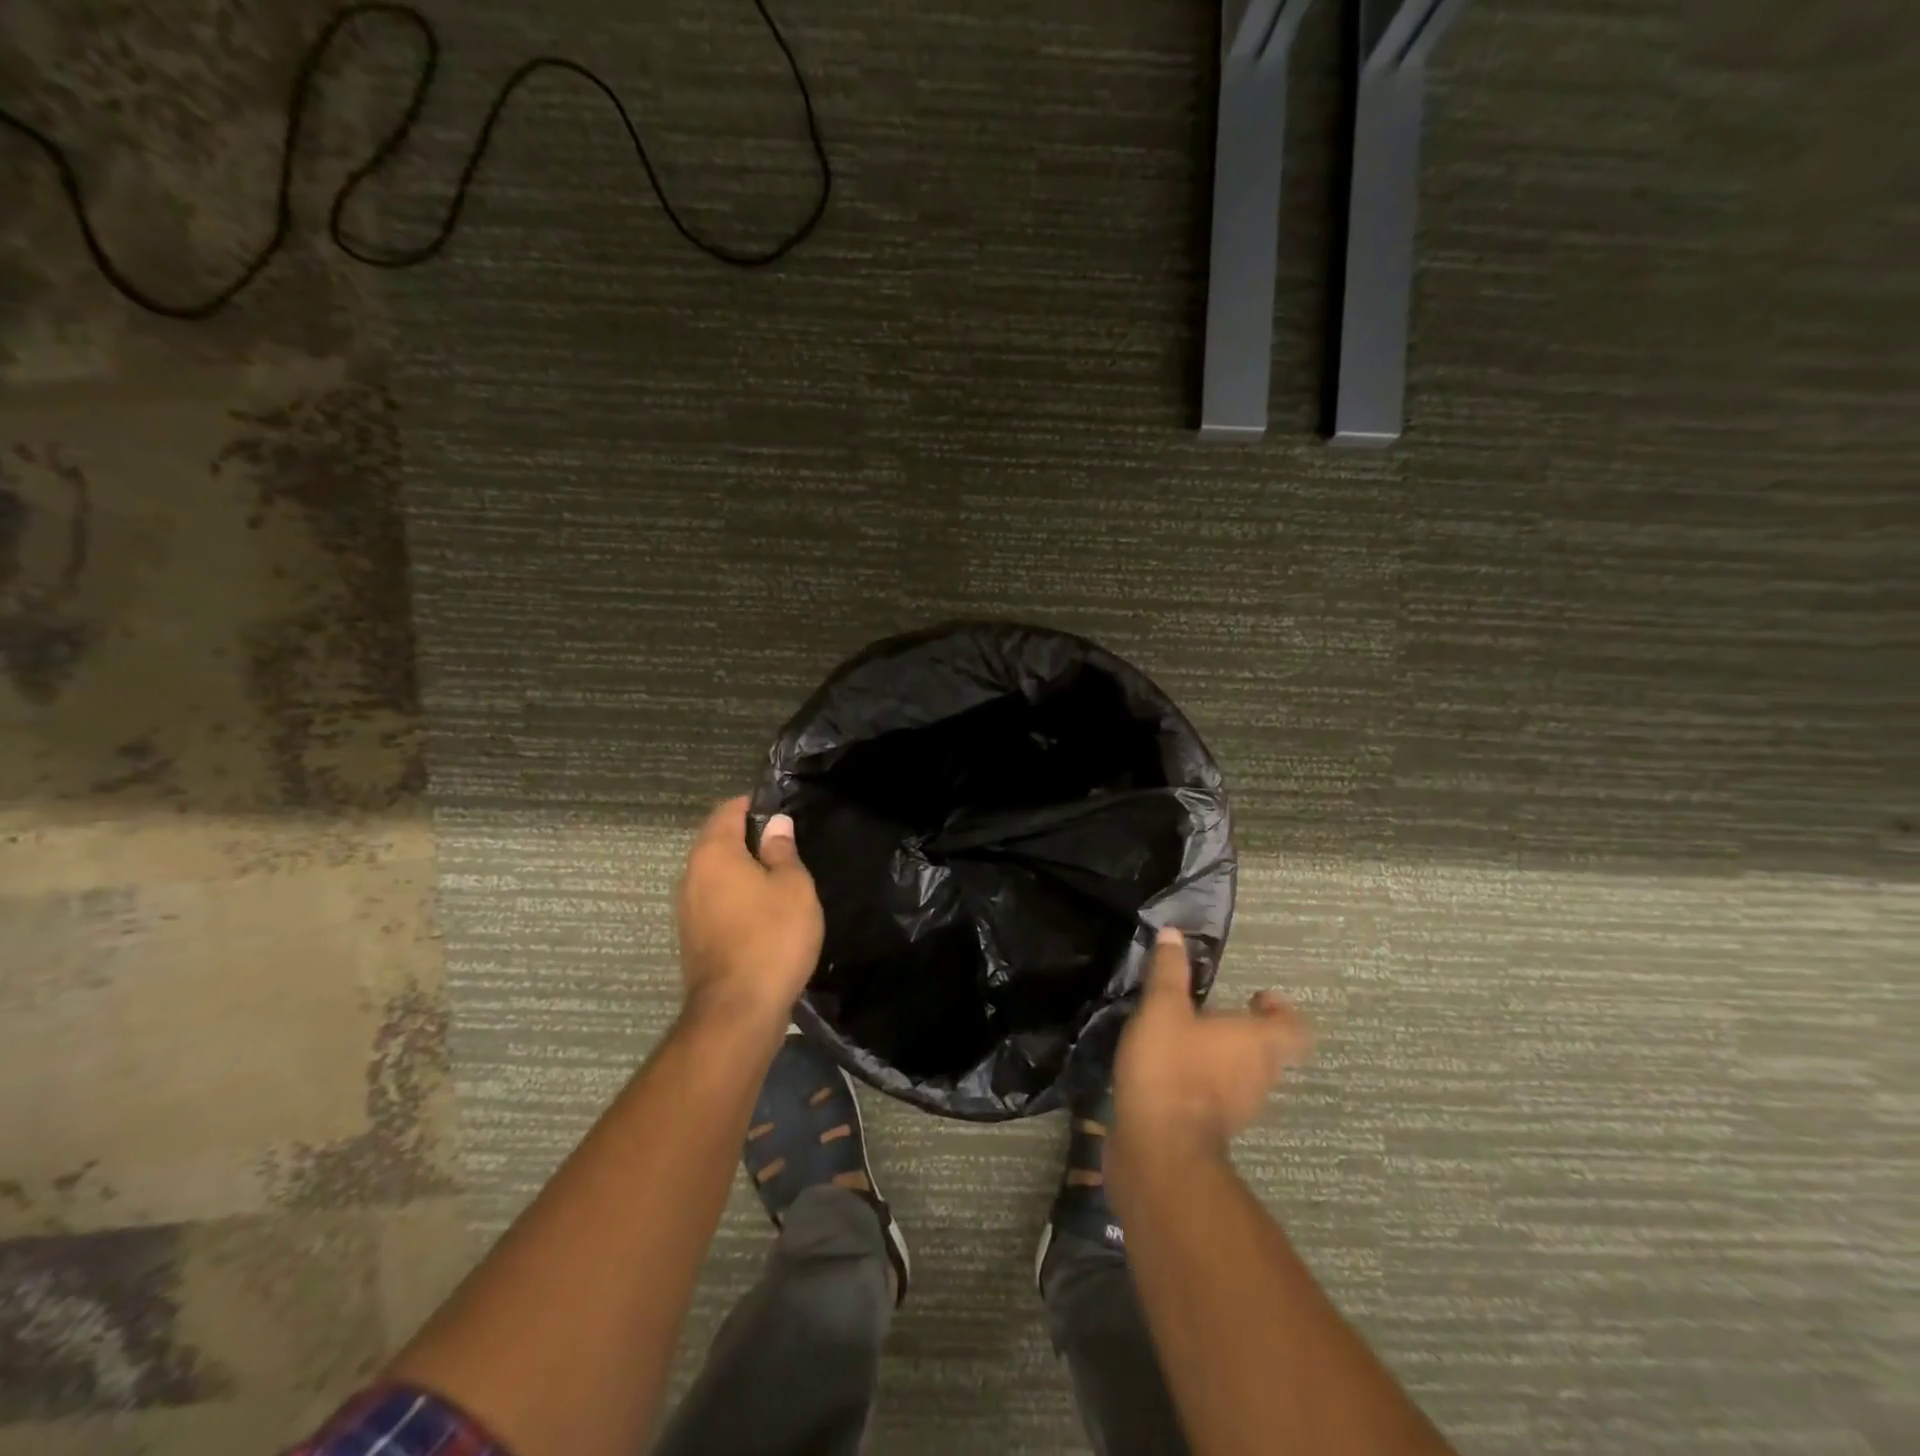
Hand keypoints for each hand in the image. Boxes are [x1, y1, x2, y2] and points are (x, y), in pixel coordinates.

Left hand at [675, 797, 823, 1030]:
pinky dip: (737, 897)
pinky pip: (716, 901)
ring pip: (717, 874)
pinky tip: (764, 911)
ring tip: (780, 877)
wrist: (738, 1011)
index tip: (783, 810)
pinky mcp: (693, 937)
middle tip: (788, 844)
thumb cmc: (772, 937)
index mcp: (714, 853)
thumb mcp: (793, 887)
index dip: (755, 805)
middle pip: (718, 841)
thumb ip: (783, 850)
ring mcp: (688, 909)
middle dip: (749, 838)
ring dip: (744, 870)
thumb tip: (775, 824)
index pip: (728, 810)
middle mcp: (692, 874)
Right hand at [1113, 927, 1311, 1166]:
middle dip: (1247, 1030)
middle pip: (1270, 1050)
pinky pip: (1222, 1096)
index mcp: (1257, 1042)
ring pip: (1246, 1075)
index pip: (1294, 1027)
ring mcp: (1241, 1108)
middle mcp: (1260, 1075)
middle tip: (1213, 1012)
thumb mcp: (1162, 1008)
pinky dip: (1207, 1081)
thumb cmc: (1170, 1066)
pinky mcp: (1216, 1129)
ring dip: (1226, 1057)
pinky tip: (1173, 1070)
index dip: (1281, 1010)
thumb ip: (1169, 971)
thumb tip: (1174, 934)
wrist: (1159, 1147)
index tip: (1257, 996)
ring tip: (1189, 1038)